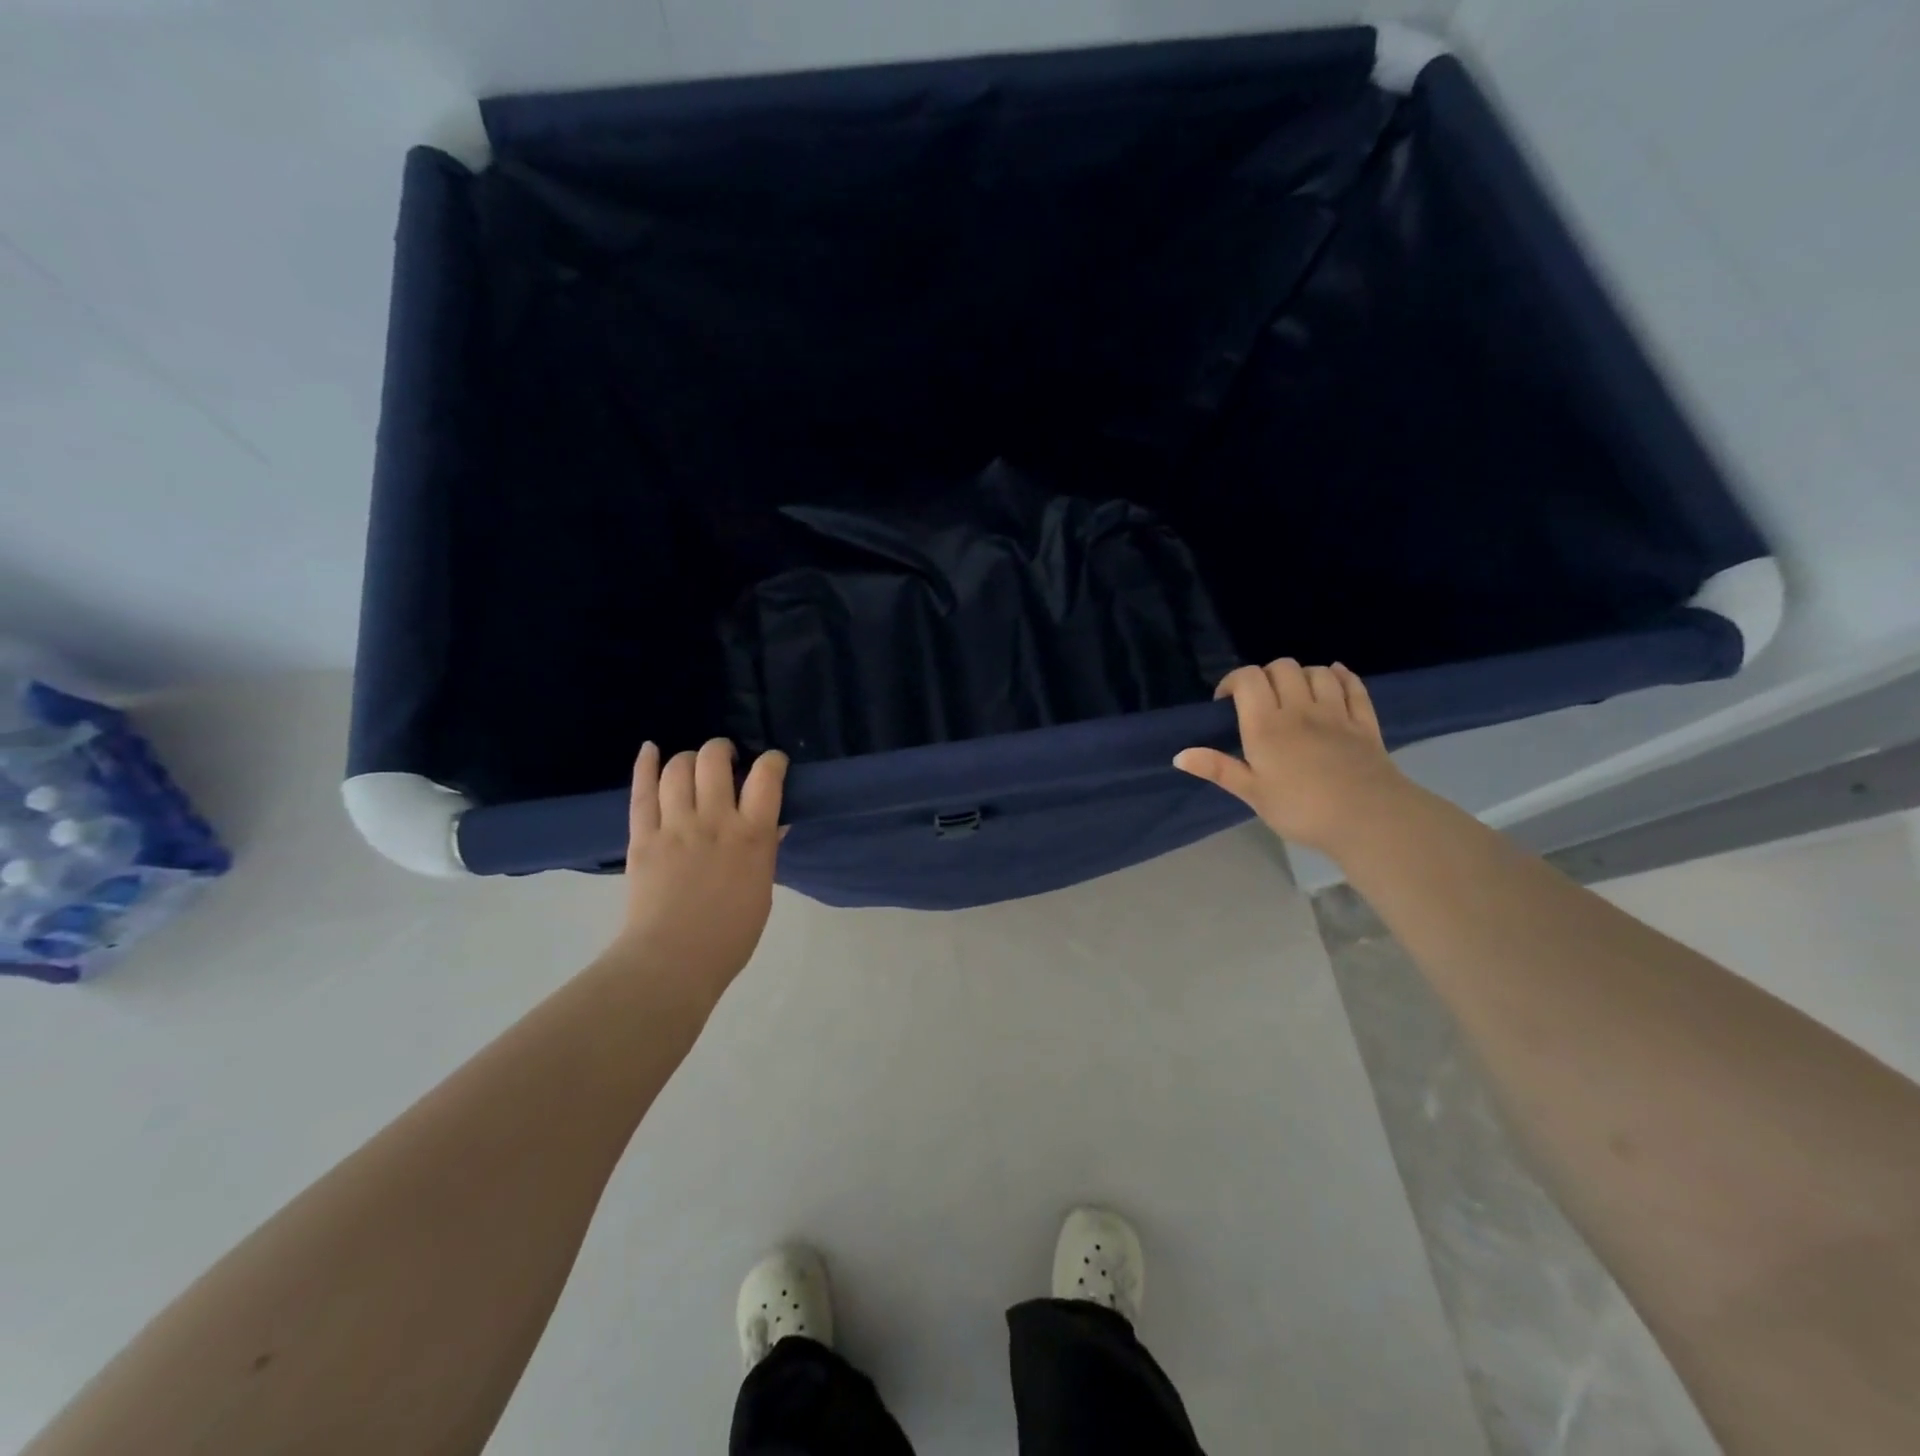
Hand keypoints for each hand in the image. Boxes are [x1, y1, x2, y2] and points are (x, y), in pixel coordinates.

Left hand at [611, 738, 787, 996]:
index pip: (766, 777)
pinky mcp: (643, 837)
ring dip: (688, 758)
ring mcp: (675, 826)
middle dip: (722, 750)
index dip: (772, 761)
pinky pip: (641, 792)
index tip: (772, 763)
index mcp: (752, 836)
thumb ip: (765, 851)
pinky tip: (651, 749)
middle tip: (726, 760)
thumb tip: (771, 824)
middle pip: (715, 761)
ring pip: (678, 769)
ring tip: (692, 764)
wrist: (673, 961)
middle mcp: (715, 821)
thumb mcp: (762, 889)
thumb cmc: (730, 934)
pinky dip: (645, 765)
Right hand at [1174, 660, 1407, 855]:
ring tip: (1294, 695)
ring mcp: (1336, 712)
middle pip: (1282, 667)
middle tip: (1259, 701)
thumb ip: (1218, 769)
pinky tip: (1334, 678)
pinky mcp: (1364, 722)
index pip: (1248, 678)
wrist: (1368, 818)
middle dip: (1265, 676)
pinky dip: (1341, 676)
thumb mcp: (1253, 793)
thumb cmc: (1301, 809)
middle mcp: (1300, 708)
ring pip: (1317, 672)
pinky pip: (1353, 686)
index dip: (1234, 681)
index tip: (1226, 702)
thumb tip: (1179, 755)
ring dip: (1301, 675)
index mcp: (1266, 725)